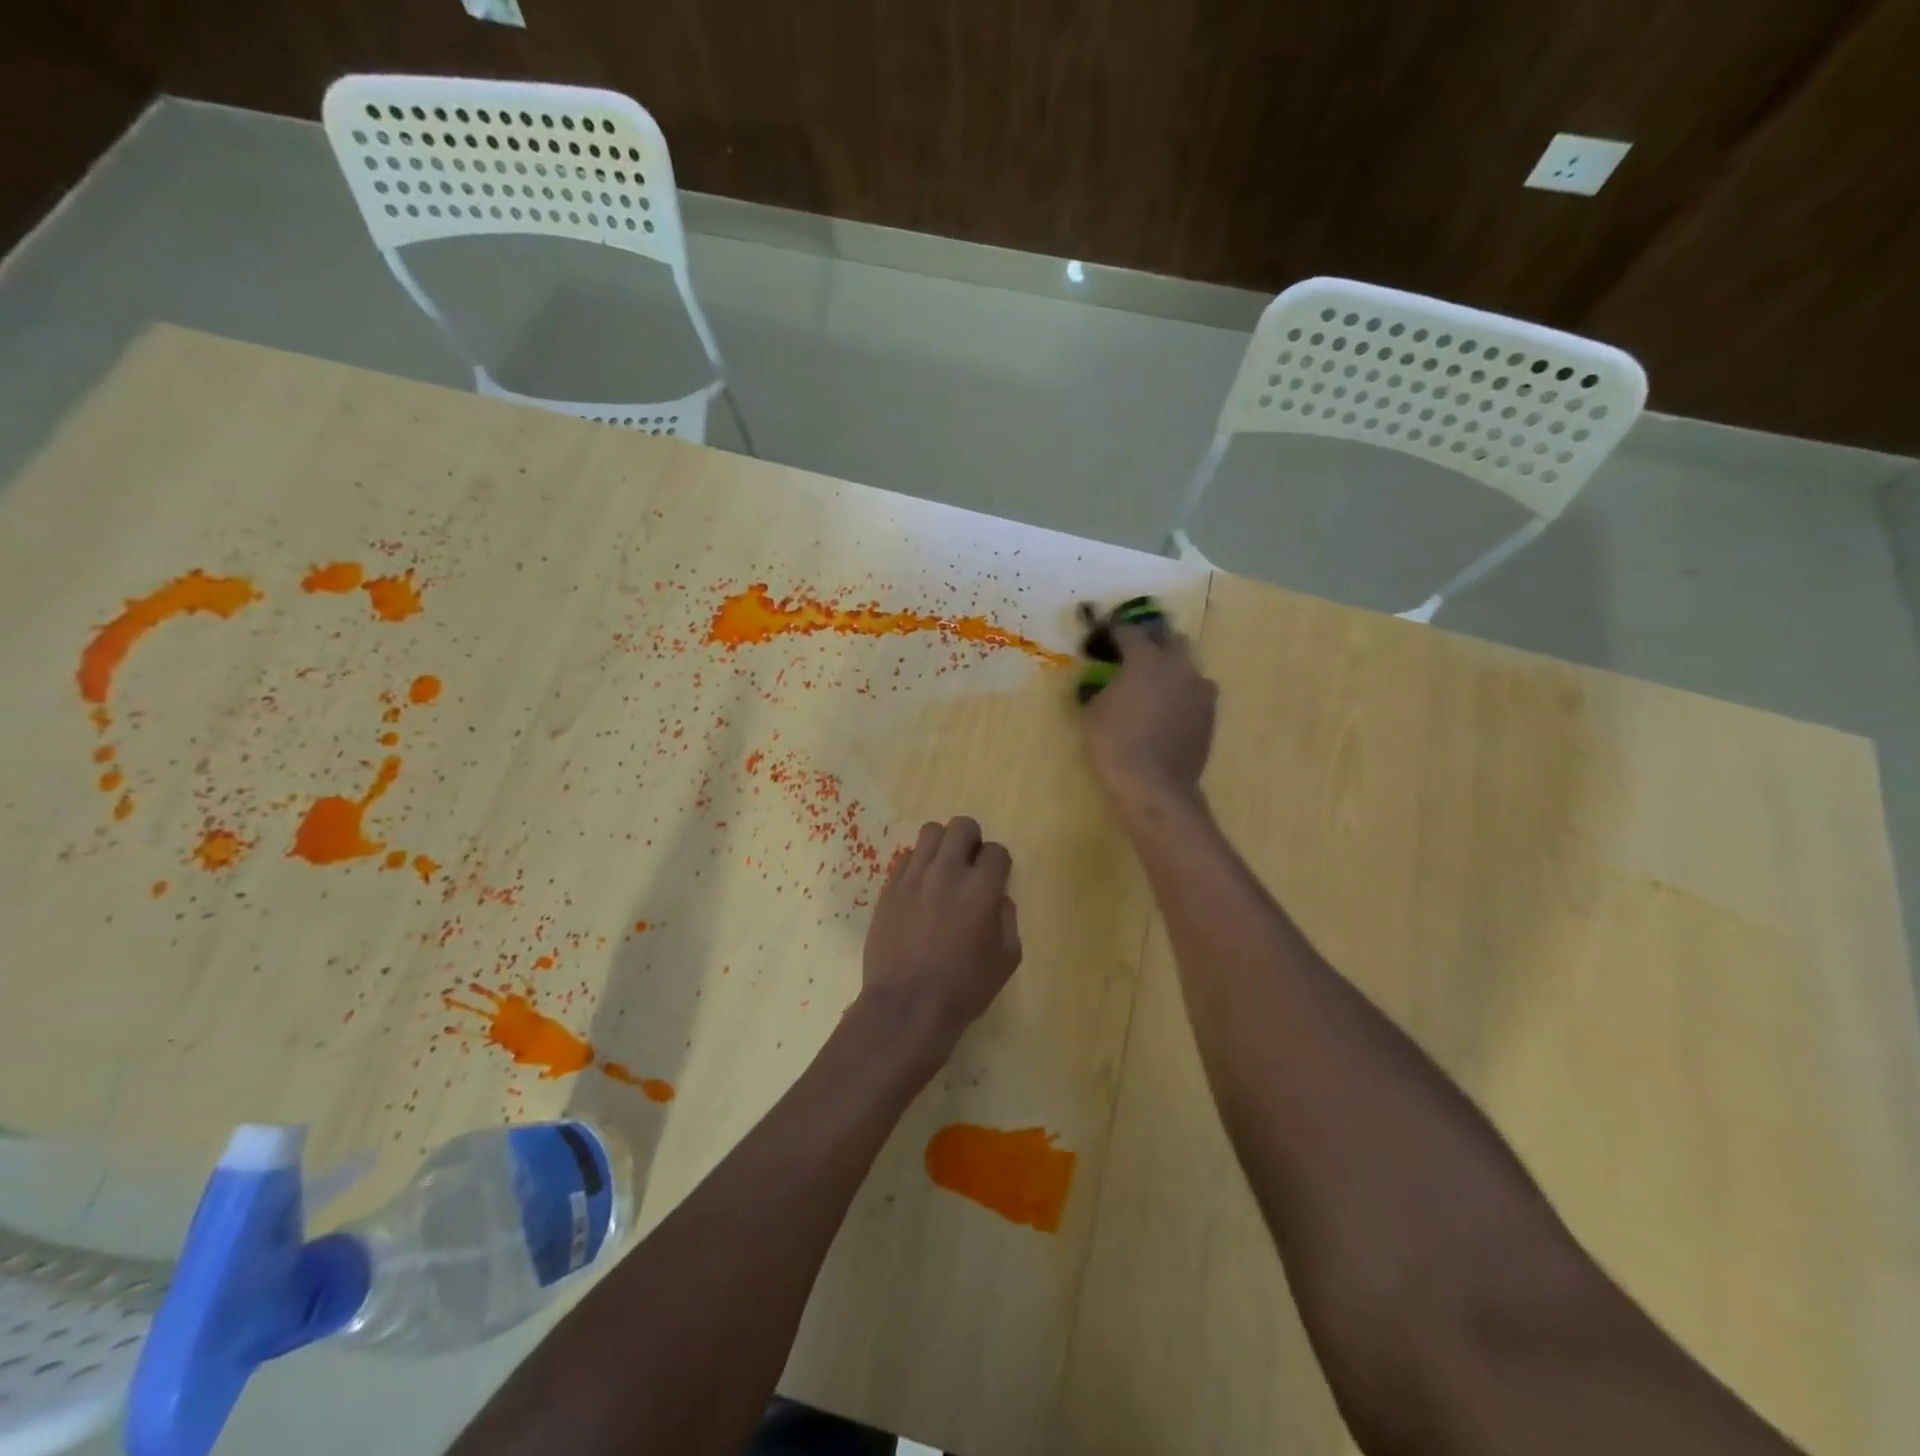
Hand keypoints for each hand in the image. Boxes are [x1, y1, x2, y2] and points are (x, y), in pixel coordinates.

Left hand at [860, 817, 1021, 1051]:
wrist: (907, 1006)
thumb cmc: (963, 988)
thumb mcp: (1006, 960)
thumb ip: (1007, 919)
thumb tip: (998, 897)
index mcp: (981, 889)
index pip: (996, 851)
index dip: (999, 863)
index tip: (995, 878)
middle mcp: (947, 872)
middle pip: (962, 826)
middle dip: (972, 839)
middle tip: (970, 863)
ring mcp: (914, 877)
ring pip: (930, 832)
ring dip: (942, 845)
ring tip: (943, 868)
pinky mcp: (889, 888)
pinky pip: (905, 857)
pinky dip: (917, 865)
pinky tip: (920, 888)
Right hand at [1084, 623, 1218, 810]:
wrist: (1154, 784)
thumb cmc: (1115, 744)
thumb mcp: (1095, 711)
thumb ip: (1106, 686)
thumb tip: (1112, 681)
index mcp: (1146, 659)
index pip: (1129, 631)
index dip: (1114, 632)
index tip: (1104, 637)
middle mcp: (1179, 666)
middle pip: (1171, 638)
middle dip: (1153, 640)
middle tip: (1136, 653)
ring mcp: (1200, 689)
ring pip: (1188, 665)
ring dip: (1172, 667)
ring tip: (1156, 683)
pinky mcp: (1210, 713)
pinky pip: (1196, 692)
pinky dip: (1182, 693)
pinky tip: (1168, 709)